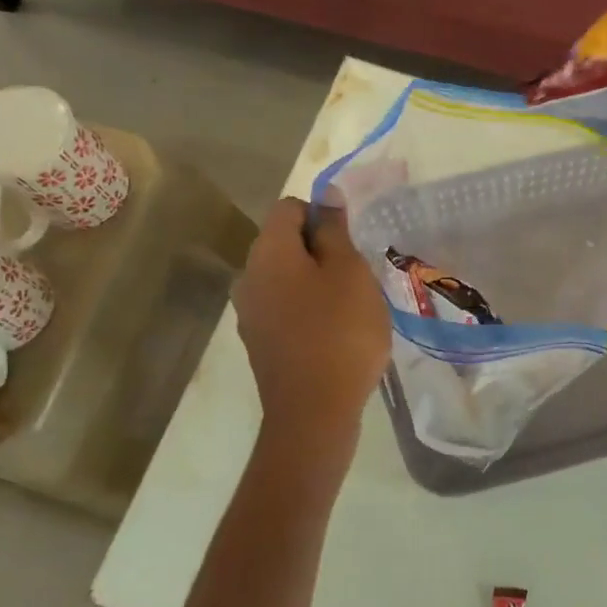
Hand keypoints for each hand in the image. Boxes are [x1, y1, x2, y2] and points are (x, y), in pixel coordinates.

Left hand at [234, 199, 390, 441]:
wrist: (314, 412)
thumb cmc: (340, 333)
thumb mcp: (349, 272)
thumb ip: (335, 230)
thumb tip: (326, 194)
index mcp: (268, 251)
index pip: (290, 207)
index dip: (323, 216)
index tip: (352, 245)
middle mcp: (249, 276)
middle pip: (285, 244)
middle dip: (322, 252)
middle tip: (358, 279)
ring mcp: (250, 313)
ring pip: (287, 279)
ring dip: (317, 283)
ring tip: (351, 309)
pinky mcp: (259, 343)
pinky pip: (285, 309)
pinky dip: (308, 311)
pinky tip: (334, 335)